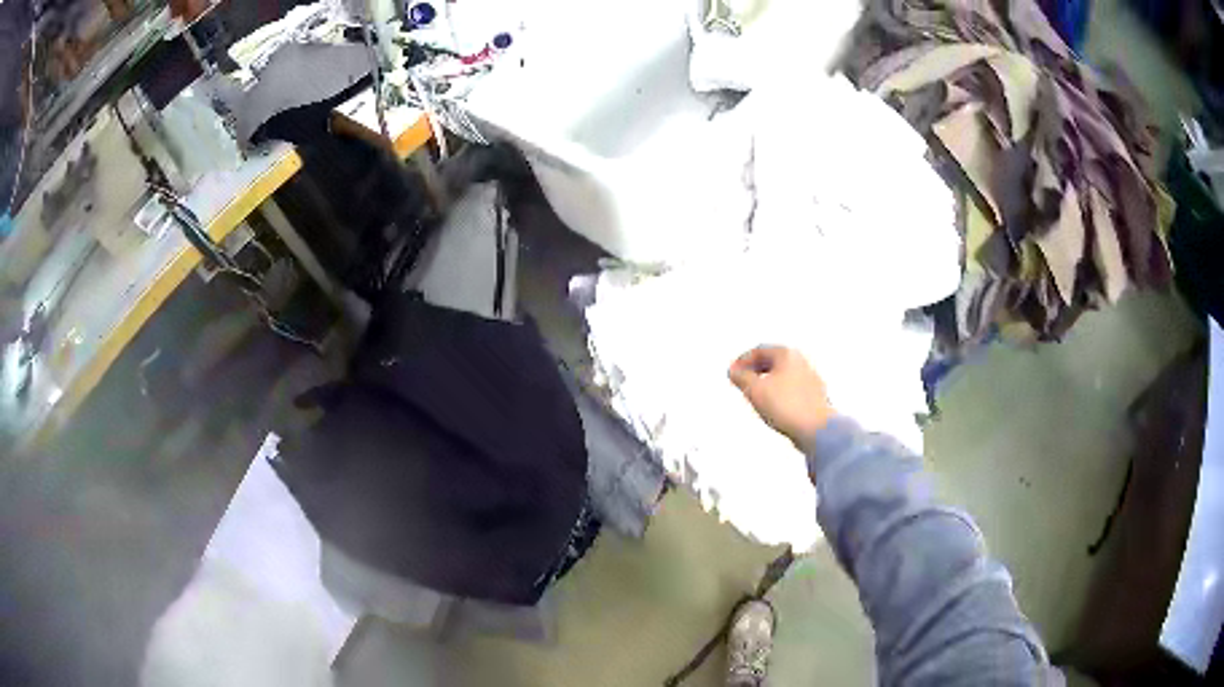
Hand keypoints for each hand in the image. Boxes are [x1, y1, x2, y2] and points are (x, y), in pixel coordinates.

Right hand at [729, 346, 835, 448]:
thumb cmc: (790, 406)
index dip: (742, 361)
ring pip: (783, 375)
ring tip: (756, 395)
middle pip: (772, 361)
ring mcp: (810, 379)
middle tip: (742, 380)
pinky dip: (779, 393)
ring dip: (767, 382)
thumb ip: (741, 377)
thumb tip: (734, 372)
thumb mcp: (754, 390)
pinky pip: (792, 389)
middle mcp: (801, 362)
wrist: (816, 429)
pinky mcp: (814, 396)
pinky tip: (774, 406)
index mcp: (787, 354)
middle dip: (755, 370)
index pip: (759, 350)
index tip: (734, 371)